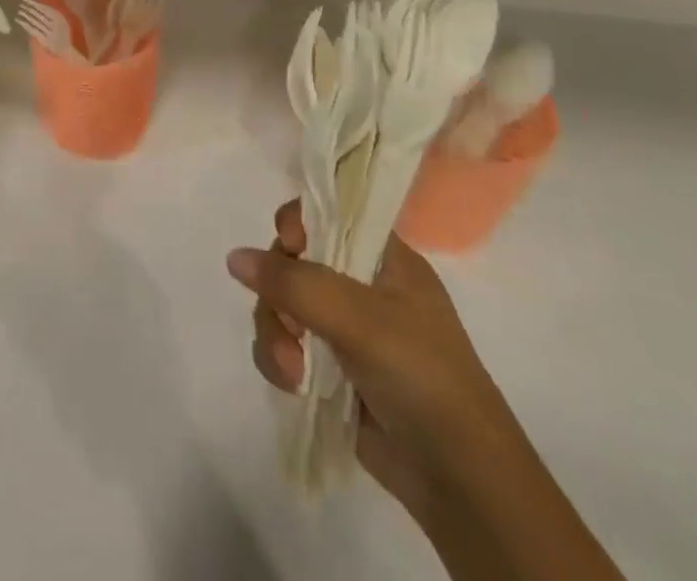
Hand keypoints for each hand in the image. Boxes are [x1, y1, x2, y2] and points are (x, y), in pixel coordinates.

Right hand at [227, 202, 509, 519]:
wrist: (461, 482)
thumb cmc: (422, 376)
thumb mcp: (360, 318)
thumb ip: (294, 283)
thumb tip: (234, 257)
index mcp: (384, 258)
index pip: (330, 213)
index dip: (301, 222)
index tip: (289, 244)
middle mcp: (361, 285)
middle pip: (293, 259)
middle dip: (278, 291)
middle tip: (286, 323)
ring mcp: (345, 328)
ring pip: (282, 304)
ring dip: (275, 332)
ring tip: (290, 370)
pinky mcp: (330, 369)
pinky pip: (284, 344)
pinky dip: (279, 360)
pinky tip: (292, 384)